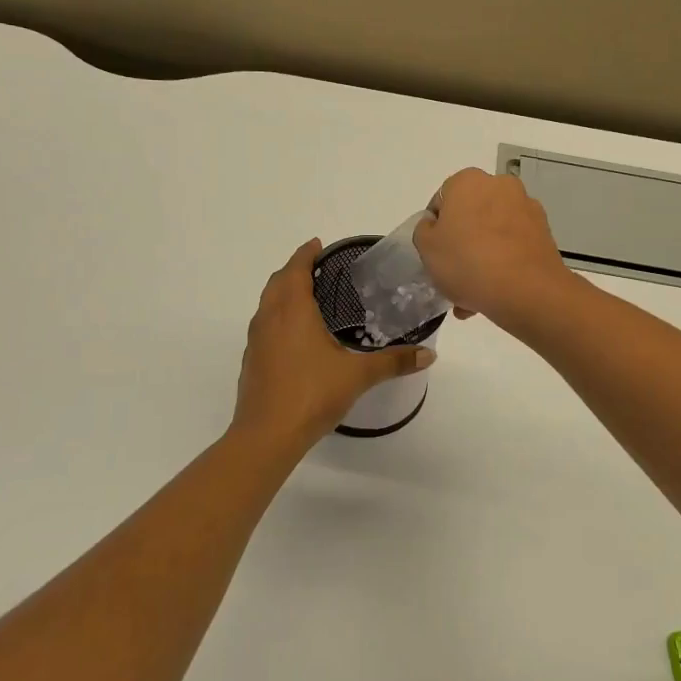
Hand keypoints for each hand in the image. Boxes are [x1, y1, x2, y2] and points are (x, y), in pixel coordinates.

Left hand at [232, 239, 434, 449]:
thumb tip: (429, 355)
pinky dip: (277, 317)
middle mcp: (269, 319)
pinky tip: (295, 336)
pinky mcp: (251, 362)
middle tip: (317, 268)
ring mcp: (256, 341)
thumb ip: (393, 362)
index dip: (306, 254)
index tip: (318, 245)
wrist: (266, 436)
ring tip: (307, 297)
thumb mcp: (358, 376)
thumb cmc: (311, 394)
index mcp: (292, 311)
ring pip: (267, 304)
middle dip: (294, 270)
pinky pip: (264, 326)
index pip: (296, 269)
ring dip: (283, 293)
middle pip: (277, 282)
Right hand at [413, 170, 574, 329]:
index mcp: (468, 181)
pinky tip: (493, 293)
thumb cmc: (468, 262)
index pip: (442, 201)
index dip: (435, 229)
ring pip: (493, 234)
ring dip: (482, 257)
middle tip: (452, 275)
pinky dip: (503, 263)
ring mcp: (526, 208)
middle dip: (461, 244)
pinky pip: (513, 246)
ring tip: (472, 295)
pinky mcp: (544, 233)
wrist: (527, 290)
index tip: (436, 253)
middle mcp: (500, 186)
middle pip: (471, 216)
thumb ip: (424, 230)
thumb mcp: (426, 247)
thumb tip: (437, 226)